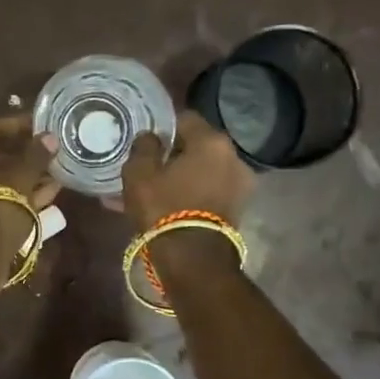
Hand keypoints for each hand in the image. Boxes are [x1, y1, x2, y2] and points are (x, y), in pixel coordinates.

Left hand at [0, 115, 59, 245]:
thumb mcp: (20, 177)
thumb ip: (35, 155)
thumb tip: (49, 139)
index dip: (16, 126)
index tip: (39, 125)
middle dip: (20, 156)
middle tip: (46, 152)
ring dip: (20, 178)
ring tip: (52, 174)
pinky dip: (11, 197)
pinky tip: (44, 195)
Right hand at [116, 111, 254, 231]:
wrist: (193, 259)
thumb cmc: (164, 207)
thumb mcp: (139, 173)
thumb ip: (144, 146)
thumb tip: (151, 137)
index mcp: (211, 141)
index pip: (184, 118)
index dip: (162, 126)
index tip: (145, 140)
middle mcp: (233, 157)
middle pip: (196, 147)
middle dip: (172, 155)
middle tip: (147, 167)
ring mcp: (240, 184)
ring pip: (201, 172)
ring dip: (179, 177)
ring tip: (152, 191)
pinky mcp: (237, 208)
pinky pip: (207, 191)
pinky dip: (189, 194)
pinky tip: (166, 206)